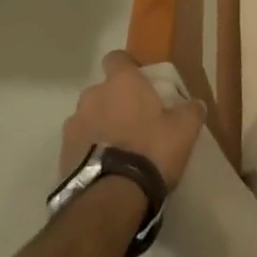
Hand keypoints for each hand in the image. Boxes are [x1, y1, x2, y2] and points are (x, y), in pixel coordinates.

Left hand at [59, 50, 209, 188]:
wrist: (111, 198)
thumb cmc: (151, 150)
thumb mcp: (184, 129)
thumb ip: (190, 110)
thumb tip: (194, 103)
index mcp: (121, 83)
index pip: (117, 58)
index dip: (128, 67)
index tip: (141, 83)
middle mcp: (92, 96)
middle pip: (102, 91)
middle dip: (114, 102)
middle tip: (133, 121)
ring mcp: (73, 125)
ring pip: (88, 117)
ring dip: (99, 126)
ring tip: (117, 150)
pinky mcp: (61, 154)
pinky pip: (79, 144)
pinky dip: (89, 151)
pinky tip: (104, 168)